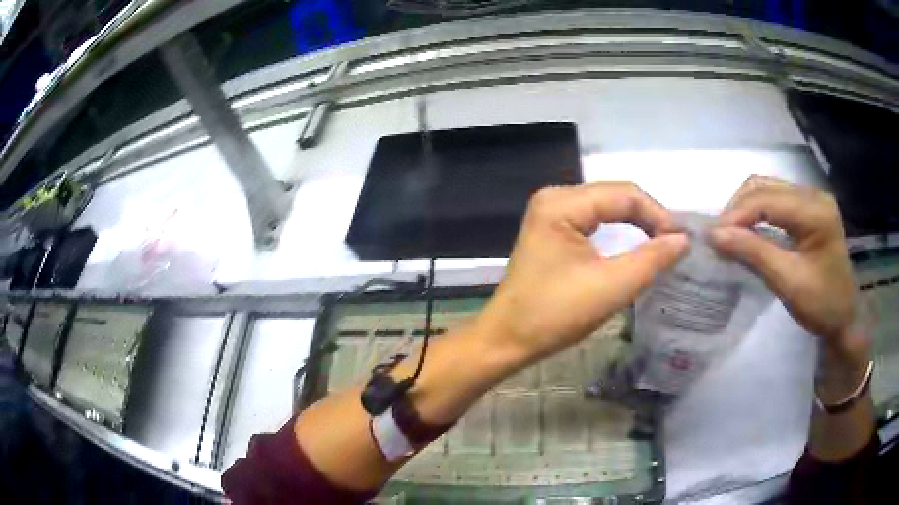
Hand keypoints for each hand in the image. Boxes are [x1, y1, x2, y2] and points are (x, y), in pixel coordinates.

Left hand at [475, 182, 689, 365]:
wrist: (507, 339)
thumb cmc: (554, 315)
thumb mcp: (611, 287)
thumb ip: (651, 259)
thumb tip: (684, 239)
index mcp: (562, 203)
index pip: (624, 194)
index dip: (658, 214)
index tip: (683, 241)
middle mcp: (555, 198)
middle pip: (615, 197)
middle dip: (649, 218)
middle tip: (676, 244)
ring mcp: (551, 214)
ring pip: (607, 209)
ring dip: (637, 225)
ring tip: (663, 245)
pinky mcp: (553, 231)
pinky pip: (595, 222)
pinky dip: (620, 233)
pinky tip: (636, 245)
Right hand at [710, 175, 862, 360]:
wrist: (844, 318)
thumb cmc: (821, 305)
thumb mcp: (788, 283)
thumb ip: (754, 254)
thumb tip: (714, 235)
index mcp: (815, 211)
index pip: (767, 199)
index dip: (737, 214)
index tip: (711, 237)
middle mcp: (813, 195)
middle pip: (765, 186)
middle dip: (738, 208)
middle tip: (719, 237)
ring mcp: (811, 199)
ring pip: (767, 188)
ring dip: (745, 208)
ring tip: (730, 233)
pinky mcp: (808, 208)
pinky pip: (775, 199)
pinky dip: (756, 212)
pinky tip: (749, 230)